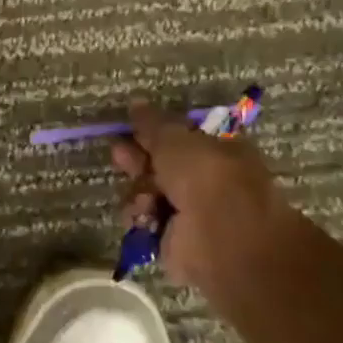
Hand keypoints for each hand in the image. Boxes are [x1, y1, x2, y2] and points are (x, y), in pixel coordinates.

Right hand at [111, 100, 303, 287]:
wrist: (222, 239)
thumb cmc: (206, 177)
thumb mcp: (175, 139)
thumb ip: (152, 123)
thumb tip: (136, 102)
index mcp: (218, 151)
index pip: (178, 138)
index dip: (152, 133)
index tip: (130, 129)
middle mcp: (205, 181)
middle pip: (160, 165)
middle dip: (137, 161)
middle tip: (120, 156)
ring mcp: (190, 212)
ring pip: (148, 192)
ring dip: (139, 190)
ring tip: (144, 197)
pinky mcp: (174, 240)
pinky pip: (146, 220)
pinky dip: (141, 216)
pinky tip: (145, 216)